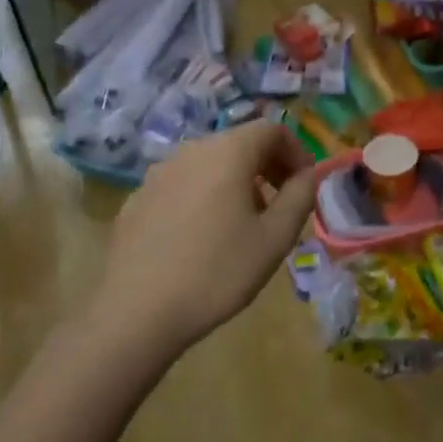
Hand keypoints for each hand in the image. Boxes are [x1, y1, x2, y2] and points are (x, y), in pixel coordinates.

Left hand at [94, 120, 318, 352]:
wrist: (136, 312)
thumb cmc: (217, 272)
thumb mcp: (275, 238)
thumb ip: (299, 197)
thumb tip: (306, 175)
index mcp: (227, 153)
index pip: (272, 129)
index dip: (296, 152)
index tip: (304, 185)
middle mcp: (190, 151)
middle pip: (239, 143)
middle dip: (267, 166)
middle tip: (281, 204)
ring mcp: (158, 174)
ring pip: (209, 164)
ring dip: (236, 182)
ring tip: (244, 224)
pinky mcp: (137, 199)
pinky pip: (182, 185)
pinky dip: (204, 196)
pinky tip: (202, 238)